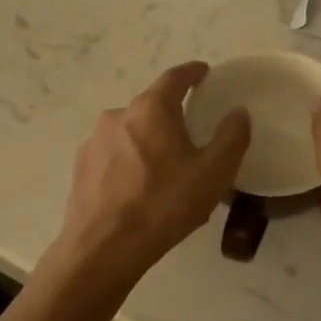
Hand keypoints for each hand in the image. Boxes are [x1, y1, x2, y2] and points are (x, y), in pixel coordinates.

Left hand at [50, 62, 250, 283]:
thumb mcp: (213, 173)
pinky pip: (113, 156)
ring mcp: (94, 142)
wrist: (104, 248)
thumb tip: (239, 112)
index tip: (203, 73)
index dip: (192, 72)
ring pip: (130, 132)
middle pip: (151, 107)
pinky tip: (138, 189)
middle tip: (190, 137)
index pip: (175, 77)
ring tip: (165, 170)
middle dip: (171, 116)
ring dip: (148, 142)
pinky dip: (129, 163)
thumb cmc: (164, 205)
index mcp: (151, 109)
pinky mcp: (81, 168)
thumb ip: (231, 138)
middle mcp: (118, 115)